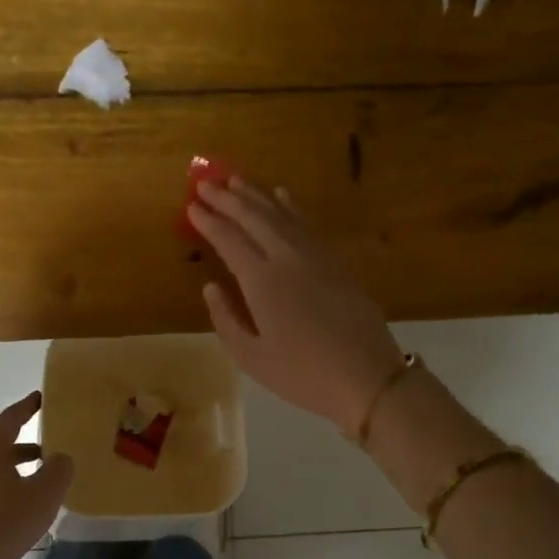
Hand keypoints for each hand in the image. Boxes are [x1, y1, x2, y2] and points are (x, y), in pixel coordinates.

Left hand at [0, 393, 75, 558]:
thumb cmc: (7, 520)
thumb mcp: (46, 492)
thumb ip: (59, 468)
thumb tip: (60, 459)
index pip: (10, 418)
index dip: (27, 407)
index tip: (40, 398)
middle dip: (23, 444)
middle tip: (47, 447)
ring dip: (13, 468)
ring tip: (37, 479)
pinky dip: (2, 488)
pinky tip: (18, 504)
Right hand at [188, 178, 404, 432]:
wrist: (367, 378)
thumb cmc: (302, 374)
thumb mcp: (251, 358)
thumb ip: (226, 319)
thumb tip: (211, 286)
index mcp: (262, 282)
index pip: (229, 240)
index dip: (208, 221)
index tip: (191, 206)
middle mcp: (287, 258)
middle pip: (254, 218)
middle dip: (227, 199)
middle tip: (205, 183)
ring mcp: (315, 257)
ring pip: (281, 214)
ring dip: (256, 195)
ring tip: (236, 180)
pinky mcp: (336, 262)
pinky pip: (306, 224)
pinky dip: (291, 206)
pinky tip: (282, 195)